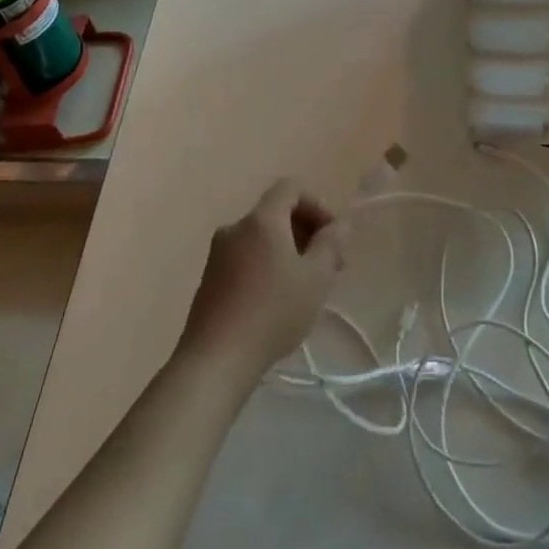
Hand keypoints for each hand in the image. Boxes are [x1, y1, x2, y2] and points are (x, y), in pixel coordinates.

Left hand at [179, 180, 347, 384]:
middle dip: (306, 231)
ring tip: (305, 287)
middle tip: (327, 266)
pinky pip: (245, 258)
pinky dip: (266, 266)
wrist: (216, 360)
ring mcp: (217, 254)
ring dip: (287, 251)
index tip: (332, 236)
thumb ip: (331, 244)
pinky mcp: (209, 280)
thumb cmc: (273, 312)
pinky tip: (277, 301)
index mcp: (261, 220)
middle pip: (276, 213)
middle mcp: (235, 228)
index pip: (290, 188)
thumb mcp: (316, 278)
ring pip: (261, 238)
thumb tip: (339, 224)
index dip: (317, 204)